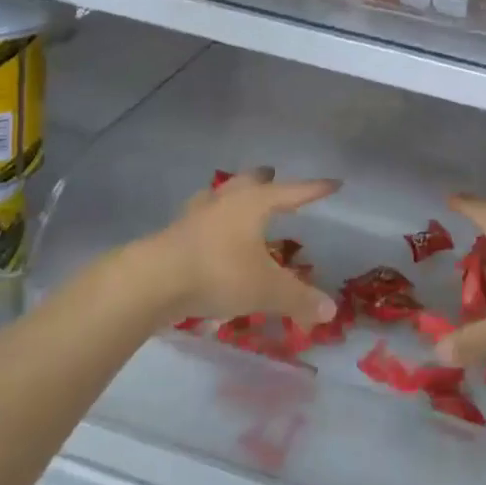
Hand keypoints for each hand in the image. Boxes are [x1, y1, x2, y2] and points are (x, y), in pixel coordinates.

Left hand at [141, 168, 339, 329]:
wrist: (152, 281)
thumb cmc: (218, 273)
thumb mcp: (266, 290)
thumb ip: (299, 299)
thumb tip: (331, 310)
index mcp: (253, 204)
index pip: (292, 192)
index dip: (314, 189)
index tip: (333, 183)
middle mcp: (225, 202)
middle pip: (247, 182)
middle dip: (263, 179)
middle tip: (272, 174)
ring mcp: (195, 216)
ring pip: (218, 196)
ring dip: (230, 195)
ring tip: (235, 197)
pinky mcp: (173, 235)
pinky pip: (198, 220)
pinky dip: (208, 221)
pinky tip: (206, 231)